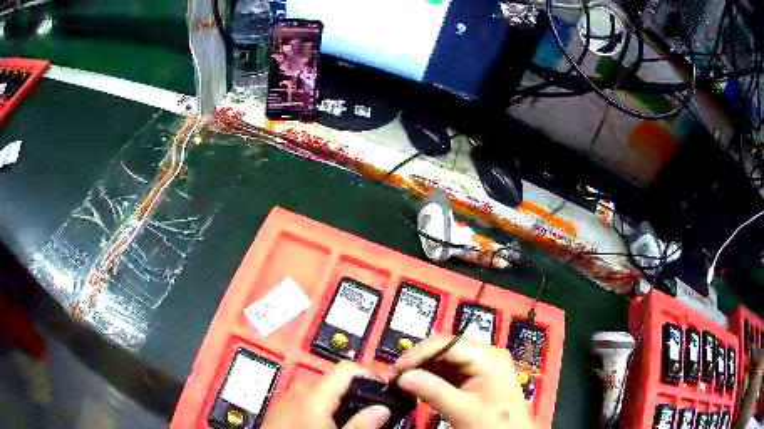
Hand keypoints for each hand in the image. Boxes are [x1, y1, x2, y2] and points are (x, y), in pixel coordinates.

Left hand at [261, 361, 390, 428]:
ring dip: (337, 399)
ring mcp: (286, 397)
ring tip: (346, 420)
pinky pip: (305, 397)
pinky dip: (319, 404)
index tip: (382, 392)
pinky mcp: (279, 407)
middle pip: (334, 378)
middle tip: (368, 412)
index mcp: (313, 395)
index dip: (369, 376)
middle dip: (353, 392)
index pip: (346, 368)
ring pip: (319, 389)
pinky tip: (323, 422)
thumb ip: (361, 424)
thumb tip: (382, 409)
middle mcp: (298, 390)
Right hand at [395, 335, 533, 428]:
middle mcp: (485, 357)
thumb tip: (403, 377)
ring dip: (424, 372)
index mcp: (487, 357)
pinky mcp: (477, 381)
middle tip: (397, 377)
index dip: (419, 353)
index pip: (448, 343)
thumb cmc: (493, 423)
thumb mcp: (462, 409)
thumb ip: (432, 390)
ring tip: (403, 383)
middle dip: (420, 362)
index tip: (397, 369)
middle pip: (446, 350)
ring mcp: (482, 369)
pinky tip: (418, 389)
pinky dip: (433, 381)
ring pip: (446, 363)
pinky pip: (450, 375)